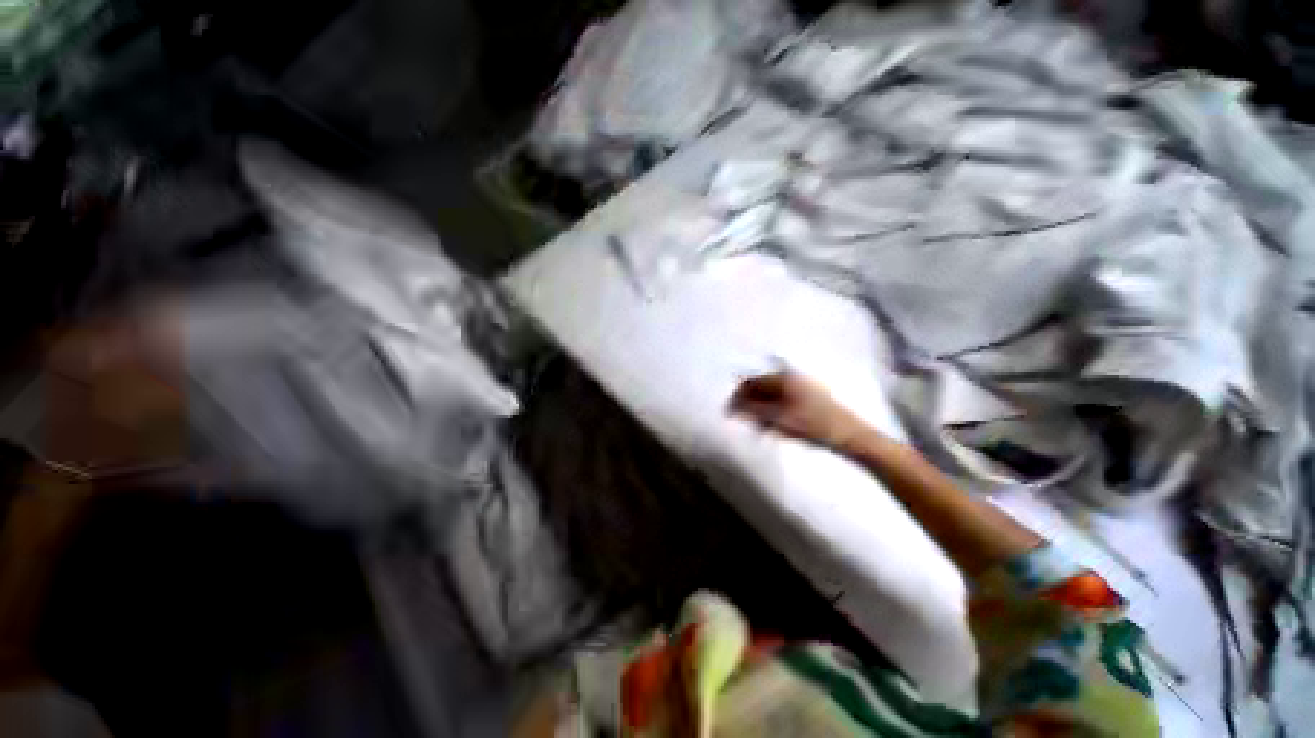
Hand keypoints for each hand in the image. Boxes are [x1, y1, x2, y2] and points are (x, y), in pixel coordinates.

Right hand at [728, 371, 872, 451]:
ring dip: (763, 411)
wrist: (851, 436)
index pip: (752, 382)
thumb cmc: (813, 425)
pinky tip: (778, 428)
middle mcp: (792, 378)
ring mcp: (802, 388)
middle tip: (748, 424)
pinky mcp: (809, 399)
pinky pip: (783, 403)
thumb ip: (752, 412)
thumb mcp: (779, 419)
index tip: (730, 413)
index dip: (738, 397)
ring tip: (763, 429)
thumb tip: (732, 407)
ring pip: (772, 397)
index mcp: (784, 378)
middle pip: (761, 388)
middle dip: (751, 405)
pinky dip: (775, 414)